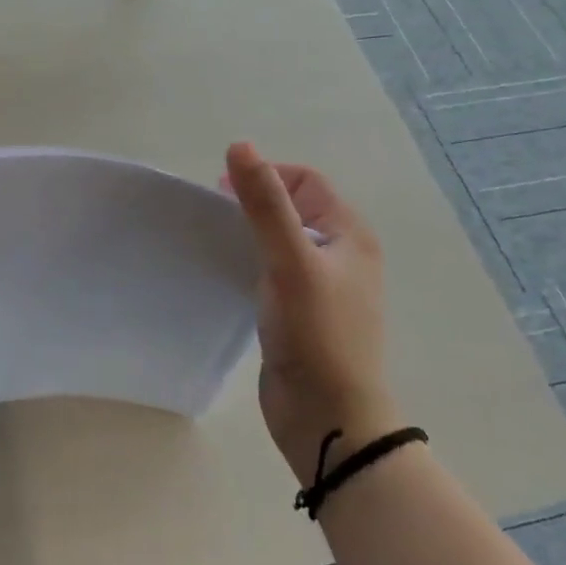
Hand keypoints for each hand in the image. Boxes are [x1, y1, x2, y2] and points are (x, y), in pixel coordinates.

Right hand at [224, 141, 398, 484]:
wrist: (329, 418)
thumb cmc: (317, 333)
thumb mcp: (291, 260)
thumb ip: (266, 203)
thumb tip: (241, 146)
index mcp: (349, 234)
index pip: (306, 181)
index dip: (267, 175)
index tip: (225, 191)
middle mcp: (340, 255)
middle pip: (293, 208)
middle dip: (254, 202)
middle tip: (216, 214)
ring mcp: (320, 287)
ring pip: (280, 241)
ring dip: (249, 233)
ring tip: (216, 241)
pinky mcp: (299, 314)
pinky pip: (272, 272)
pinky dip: (249, 263)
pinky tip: (226, 273)